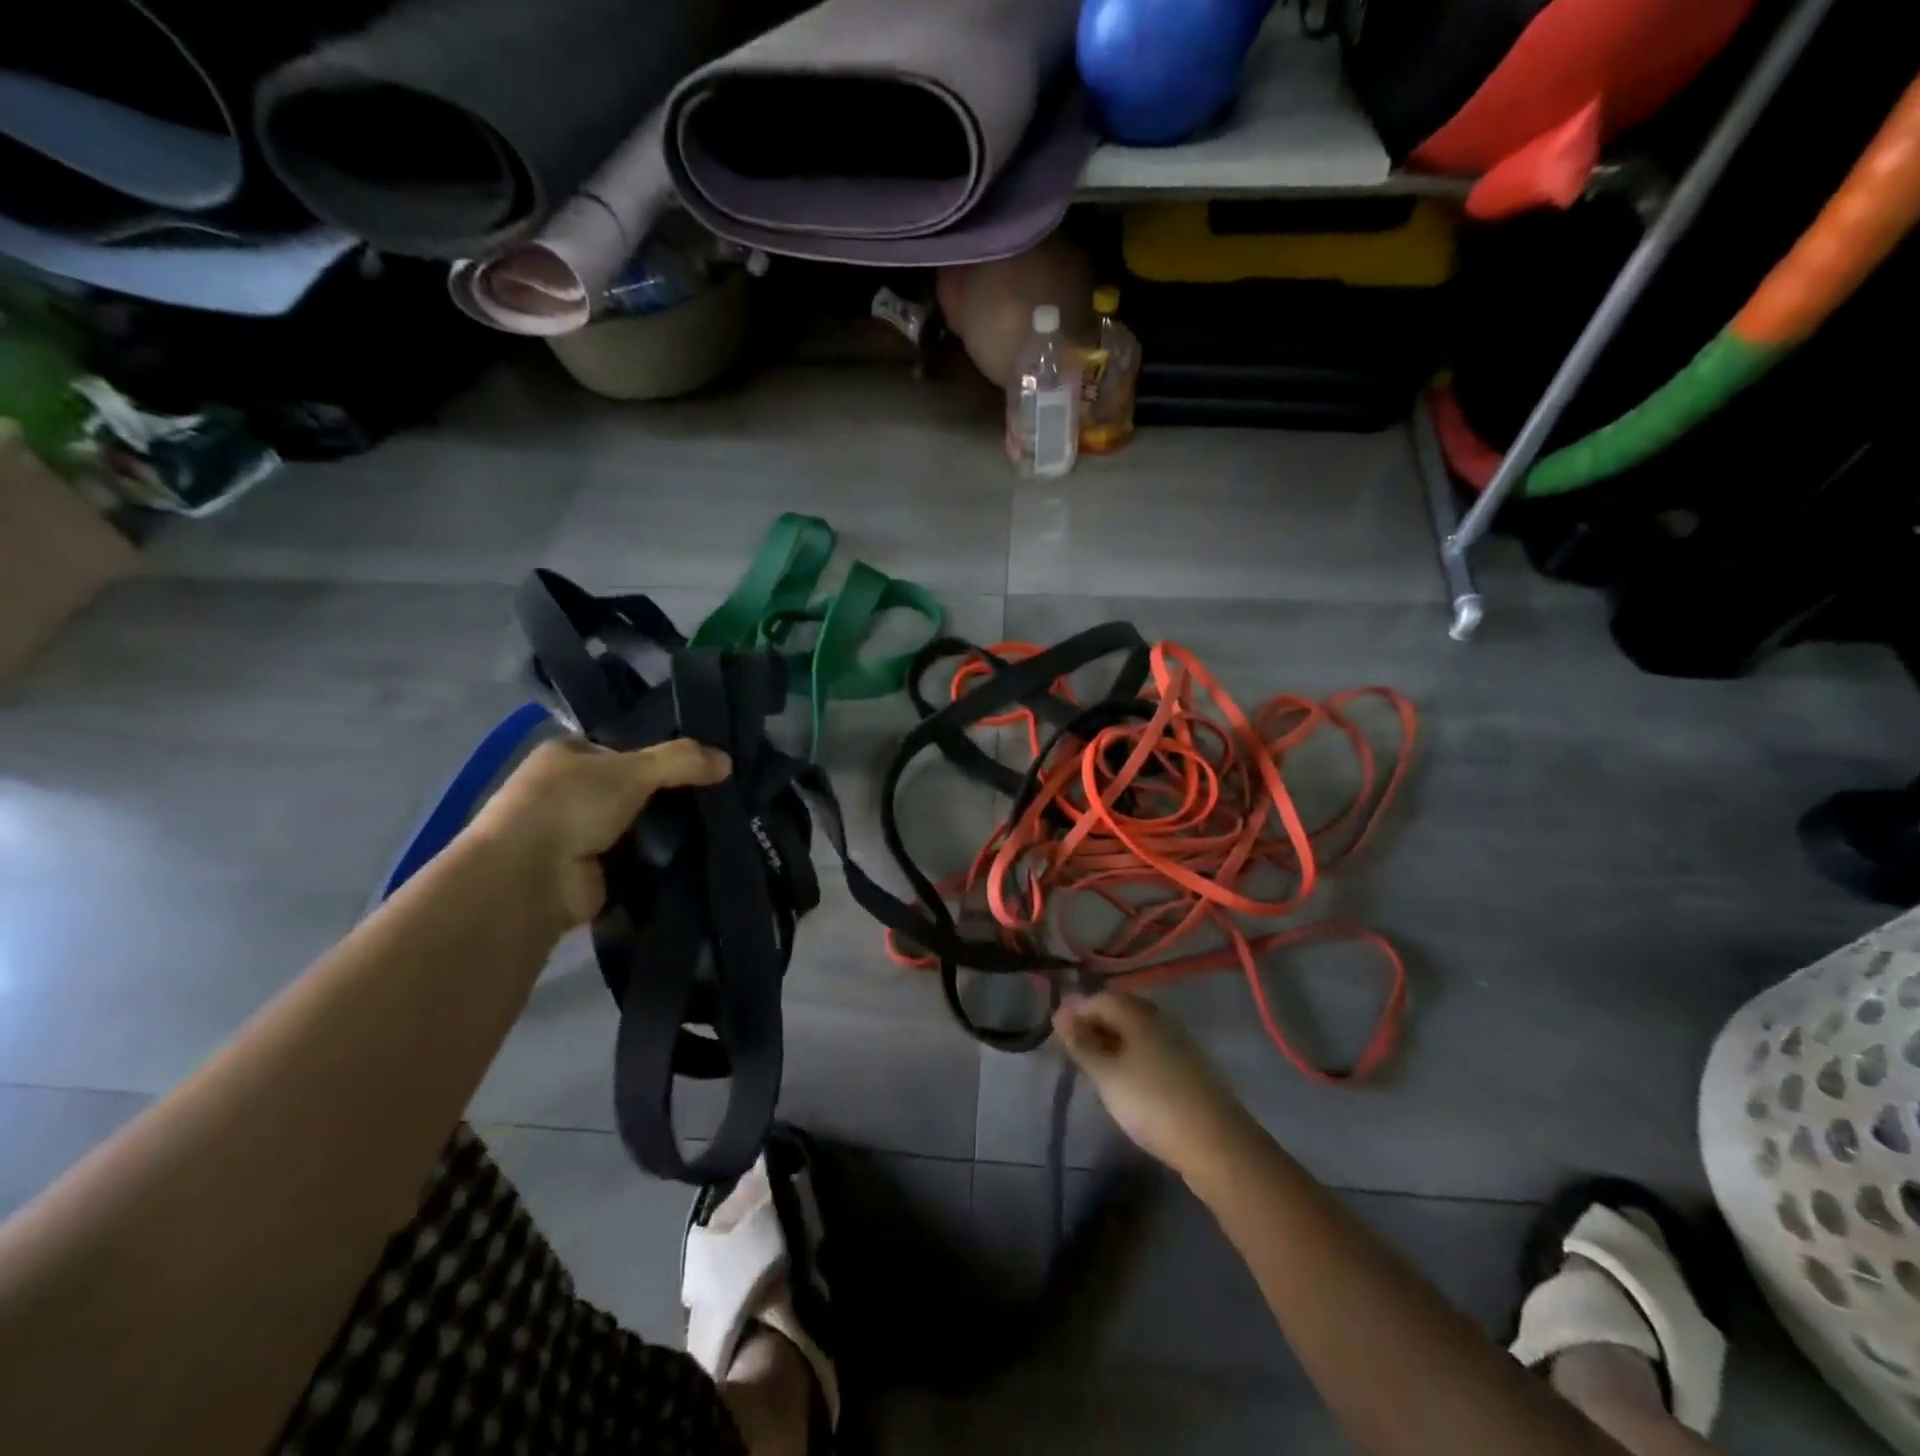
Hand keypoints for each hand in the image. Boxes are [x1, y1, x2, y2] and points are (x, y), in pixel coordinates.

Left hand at [465, 736, 730, 926]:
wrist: (531, 879)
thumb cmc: (571, 805)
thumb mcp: (633, 769)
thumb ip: (681, 761)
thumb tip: (728, 761)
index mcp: (567, 755)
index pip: (624, 746)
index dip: (662, 751)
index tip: (705, 759)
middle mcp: (570, 791)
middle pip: (635, 787)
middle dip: (671, 792)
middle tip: (721, 792)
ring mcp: (580, 834)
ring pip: (639, 823)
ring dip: (669, 828)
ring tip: (721, 822)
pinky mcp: (594, 871)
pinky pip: (639, 858)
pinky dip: (662, 857)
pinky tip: (701, 852)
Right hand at [1053, 991, 1254, 1178]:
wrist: (1216, 1144)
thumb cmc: (1152, 1103)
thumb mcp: (1107, 1075)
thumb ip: (1082, 1043)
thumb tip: (1060, 1012)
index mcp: (1138, 1014)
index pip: (1100, 998)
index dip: (1076, 1012)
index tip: (1058, 1036)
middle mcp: (1160, 1019)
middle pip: (1121, 1010)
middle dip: (1095, 1025)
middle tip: (1075, 1051)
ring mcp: (1178, 1042)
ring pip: (1137, 1031)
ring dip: (1114, 1041)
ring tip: (1097, 1068)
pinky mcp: (1189, 1067)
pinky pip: (1151, 1048)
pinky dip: (1133, 1056)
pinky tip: (1127, 1080)